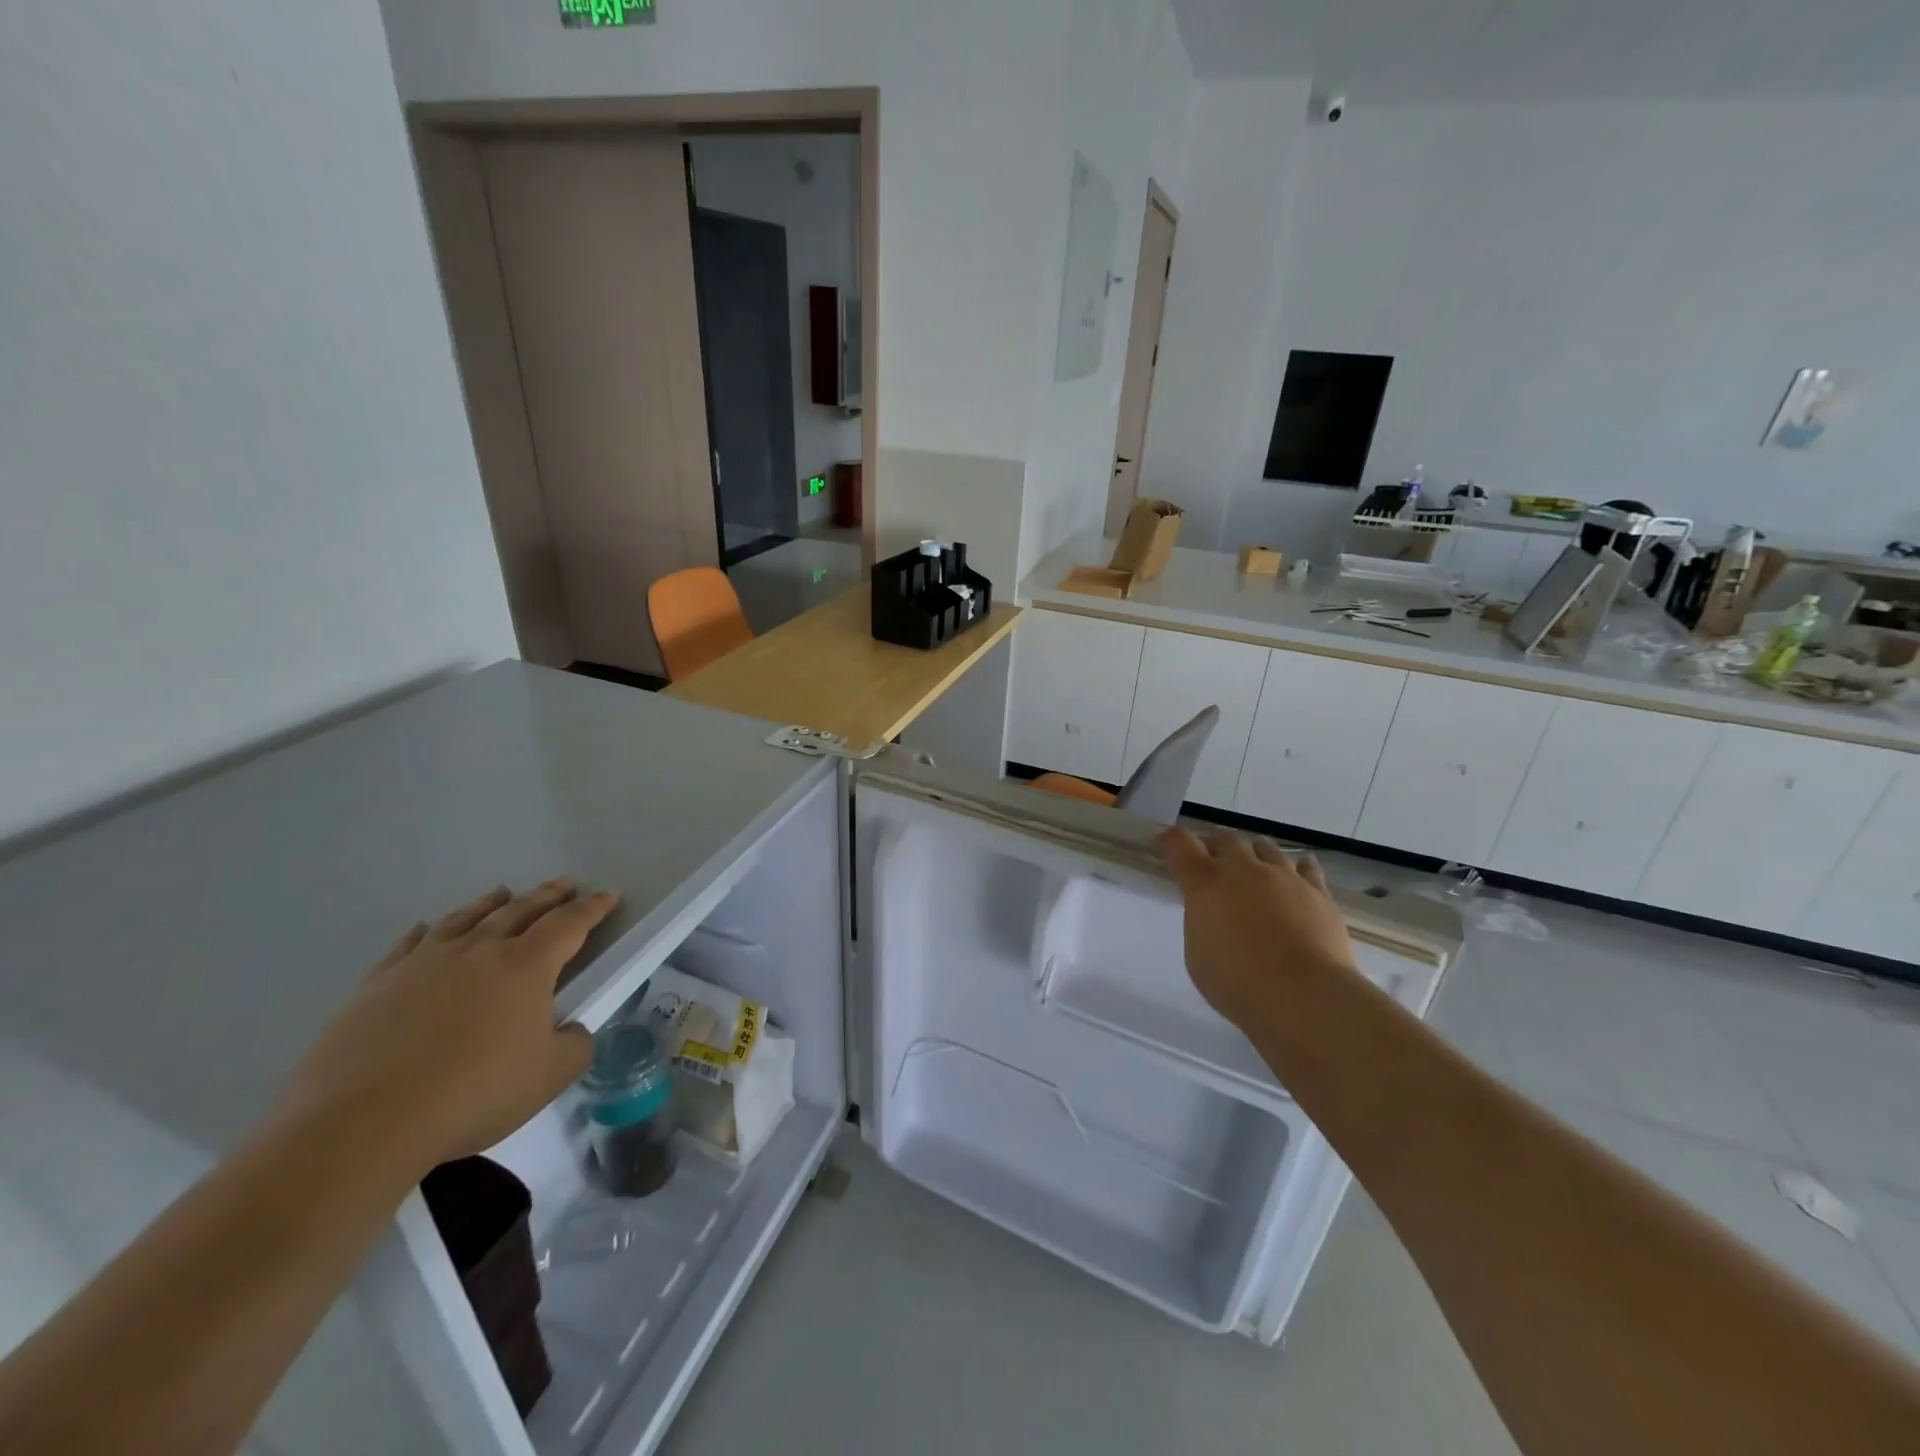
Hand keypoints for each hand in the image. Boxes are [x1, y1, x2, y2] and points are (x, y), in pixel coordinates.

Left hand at [276, 880, 619, 1173]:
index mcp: (526, 966)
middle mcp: (478, 951)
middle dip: (548, 895)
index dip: (592, 908)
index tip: (608, 895)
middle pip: (520, 910)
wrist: (361, 1125)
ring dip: (491, 903)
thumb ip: (575, 1046)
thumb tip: (572, 1030)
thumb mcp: (549, 1077)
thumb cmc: (472, 1094)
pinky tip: (428, 929)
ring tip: (503, 893)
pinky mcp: (377, 984)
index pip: (569, 924)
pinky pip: (410, 945)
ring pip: (466, 918)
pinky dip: (427, 931)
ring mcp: (423, 963)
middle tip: (565, 883)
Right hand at [1156, 828, 1357, 1033]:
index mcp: (1206, 883)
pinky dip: (1295, 869)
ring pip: (1265, 847)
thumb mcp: (1197, 954)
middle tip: (1211, 863)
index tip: (1163, 842)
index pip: (1179, 844)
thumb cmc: (1237, 983)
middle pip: (1225, 839)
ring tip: (1253, 871)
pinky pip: (1305, 866)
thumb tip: (1213, 913)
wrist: (1304, 997)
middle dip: (1214, 847)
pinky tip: (1294, 879)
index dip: (1169, 840)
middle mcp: (1244, 869)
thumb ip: (1202, 921)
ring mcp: (1284, 876)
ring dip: (1253, 855)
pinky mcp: (1318, 892)